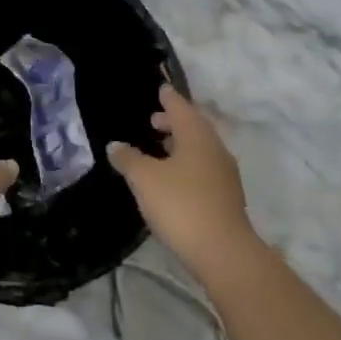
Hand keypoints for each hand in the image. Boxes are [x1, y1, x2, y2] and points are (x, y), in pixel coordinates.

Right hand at [107, 82, 257, 273]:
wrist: (222, 250)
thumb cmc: (180, 204)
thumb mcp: (145, 179)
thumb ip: (128, 158)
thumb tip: (115, 145)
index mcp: (197, 137)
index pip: (181, 108)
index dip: (169, 98)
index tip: (161, 88)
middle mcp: (215, 149)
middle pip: (194, 127)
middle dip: (173, 122)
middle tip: (153, 121)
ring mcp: (224, 174)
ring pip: (200, 149)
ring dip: (180, 144)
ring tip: (158, 149)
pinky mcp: (225, 197)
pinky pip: (203, 168)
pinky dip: (186, 164)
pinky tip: (171, 178)